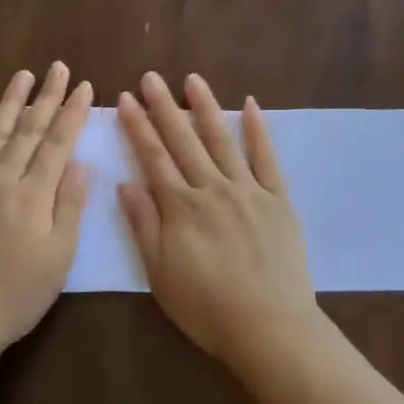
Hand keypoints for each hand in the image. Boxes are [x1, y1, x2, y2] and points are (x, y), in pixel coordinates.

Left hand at [0, 63, 92, 351]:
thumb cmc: (17, 296)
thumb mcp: (59, 256)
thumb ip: (69, 206)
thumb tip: (79, 163)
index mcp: (33, 196)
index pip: (58, 144)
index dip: (73, 113)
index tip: (85, 86)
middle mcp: (1, 182)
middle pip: (28, 132)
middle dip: (47, 97)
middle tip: (59, 67)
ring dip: (8, 104)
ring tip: (22, 76)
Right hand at [116, 72, 319, 366]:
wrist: (269, 326)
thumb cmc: (207, 307)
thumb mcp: (160, 274)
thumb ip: (143, 225)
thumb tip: (125, 183)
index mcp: (181, 207)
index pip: (153, 157)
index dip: (137, 126)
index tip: (125, 99)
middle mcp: (212, 188)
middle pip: (184, 141)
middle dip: (164, 107)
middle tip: (151, 77)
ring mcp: (248, 190)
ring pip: (222, 140)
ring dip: (206, 107)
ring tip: (192, 79)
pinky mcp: (277, 199)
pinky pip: (266, 158)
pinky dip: (257, 130)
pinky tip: (250, 105)